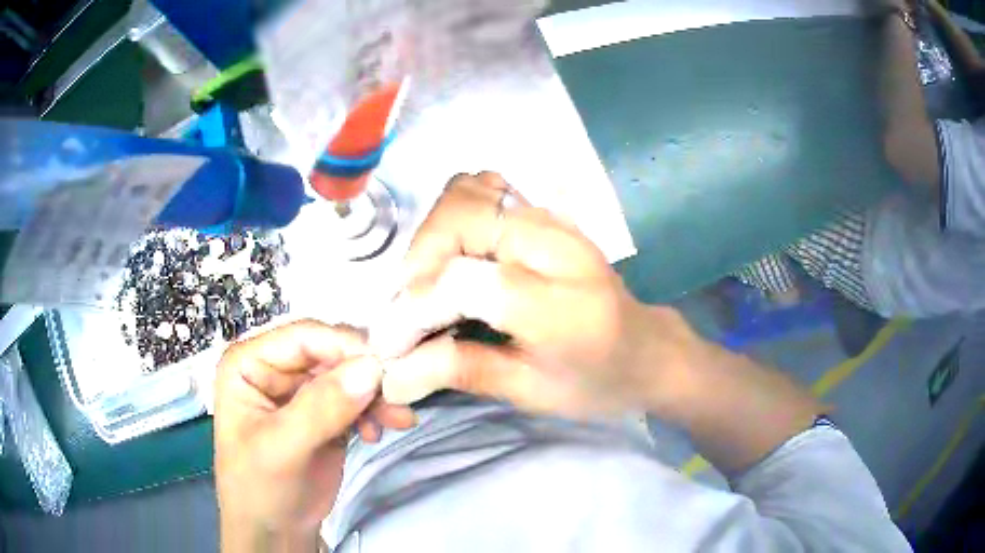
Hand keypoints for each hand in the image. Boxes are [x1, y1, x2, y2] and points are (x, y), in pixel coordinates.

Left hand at [214, 320, 414, 551]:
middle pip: (329, 354)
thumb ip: (321, 408)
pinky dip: (373, 412)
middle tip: (400, 392)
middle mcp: (275, 370)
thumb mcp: (281, 448)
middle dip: (365, 373)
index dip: (343, 345)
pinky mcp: (325, 415)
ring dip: (375, 395)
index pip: (302, 337)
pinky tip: (378, 433)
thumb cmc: (259, 488)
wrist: (275, 531)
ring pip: (348, 376)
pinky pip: (356, 400)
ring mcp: (301, 393)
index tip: (384, 364)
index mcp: (250, 363)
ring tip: (399, 418)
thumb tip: (370, 368)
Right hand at [372, 172, 702, 416]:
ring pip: (470, 191)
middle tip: (409, 306)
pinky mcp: (550, 213)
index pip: (462, 282)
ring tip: (430, 279)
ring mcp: (556, 221)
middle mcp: (559, 247)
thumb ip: (462, 371)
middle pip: (462, 216)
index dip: (413, 310)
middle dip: (419, 260)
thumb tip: (394, 372)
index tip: (391, 344)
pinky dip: (457, 211)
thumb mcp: (531, 392)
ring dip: (434, 233)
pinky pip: (488, 188)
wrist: (645, 350)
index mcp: (560, 306)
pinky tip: (457, 250)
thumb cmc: (594, 382)